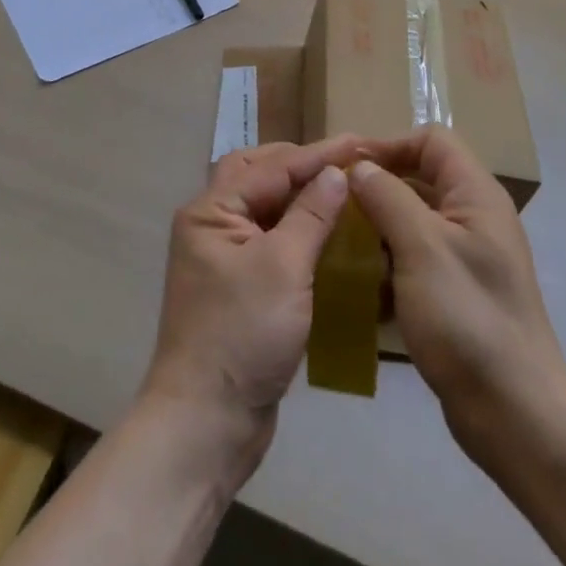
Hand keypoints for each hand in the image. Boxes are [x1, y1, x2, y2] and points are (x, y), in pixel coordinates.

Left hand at [139, 137, 358, 480]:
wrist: (206, 422)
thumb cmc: (242, 335)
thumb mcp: (283, 268)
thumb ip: (310, 215)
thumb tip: (335, 172)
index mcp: (211, 211)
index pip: (271, 167)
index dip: (316, 154)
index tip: (358, 142)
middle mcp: (210, 225)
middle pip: (257, 175)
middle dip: (298, 163)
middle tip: (341, 160)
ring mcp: (221, 257)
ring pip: (262, 207)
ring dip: (296, 194)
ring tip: (336, 187)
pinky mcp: (236, 287)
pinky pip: (268, 240)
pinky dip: (294, 228)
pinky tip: (324, 233)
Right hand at [351, 128, 565, 446]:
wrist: (515, 415)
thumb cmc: (467, 319)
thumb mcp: (421, 248)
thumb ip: (387, 197)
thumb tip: (358, 167)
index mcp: (476, 195)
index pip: (430, 141)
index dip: (389, 145)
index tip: (346, 167)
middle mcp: (475, 217)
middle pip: (420, 177)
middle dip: (377, 186)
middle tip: (332, 202)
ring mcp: (468, 257)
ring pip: (414, 220)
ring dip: (378, 226)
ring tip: (337, 241)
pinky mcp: (457, 293)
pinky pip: (415, 258)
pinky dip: (388, 262)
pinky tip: (359, 283)